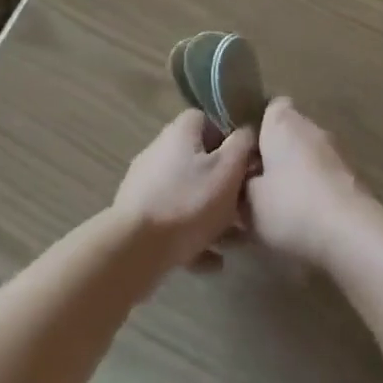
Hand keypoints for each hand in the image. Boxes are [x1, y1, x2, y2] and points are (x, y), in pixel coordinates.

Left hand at [112, 111, 258, 273]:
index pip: (208, 120)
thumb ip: (242, 146)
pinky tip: (213, 261)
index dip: (230, 138)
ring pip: (188, 195)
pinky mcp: (139, 217)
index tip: (246, 162)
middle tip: (245, 207)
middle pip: (199, 161)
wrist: (135, 250)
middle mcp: (160, 151)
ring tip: (235, 242)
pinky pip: (174, 221)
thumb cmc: (188, 203)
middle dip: (224, 185)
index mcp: (180, 132)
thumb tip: (247, 131)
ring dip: (212, 216)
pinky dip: (194, 237)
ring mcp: (147, 185)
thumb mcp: (227, 170)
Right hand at [245, 98, 379, 270]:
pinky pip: (324, 176)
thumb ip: (239, 185)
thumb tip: (240, 181)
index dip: (256, 128)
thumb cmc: (290, 206)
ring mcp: (336, 150)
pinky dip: (315, 190)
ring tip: (280, 207)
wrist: (351, 233)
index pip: (269, 108)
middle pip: (288, 132)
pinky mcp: (352, 176)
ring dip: (295, 173)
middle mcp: (311, 126)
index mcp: (282, 122)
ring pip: (307, 155)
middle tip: (256, 185)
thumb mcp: (248, 201)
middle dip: (274, 154)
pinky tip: (305, 219)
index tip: (244, 154)